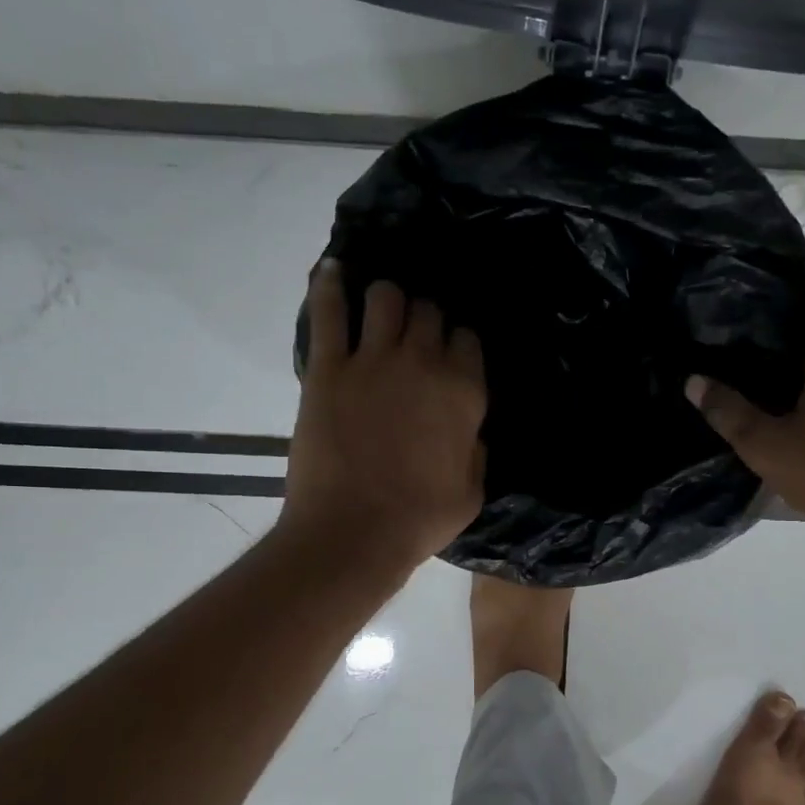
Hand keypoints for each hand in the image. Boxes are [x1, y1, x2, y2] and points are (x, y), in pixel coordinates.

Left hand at [282, 262, 486, 572]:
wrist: (352, 533)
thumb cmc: (419, 520)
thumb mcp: (472, 492)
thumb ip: (476, 451)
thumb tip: (469, 431)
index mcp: (464, 393)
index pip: (468, 340)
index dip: (459, 343)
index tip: (450, 354)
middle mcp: (423, 363)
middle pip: (429, 312)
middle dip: (425, 318)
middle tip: (414, 334)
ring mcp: (372, 360)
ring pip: (386, 297)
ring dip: (388, 298)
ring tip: (381, 308)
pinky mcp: (328, 367)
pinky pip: (330, 311)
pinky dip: (331, 285)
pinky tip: (334, 270)